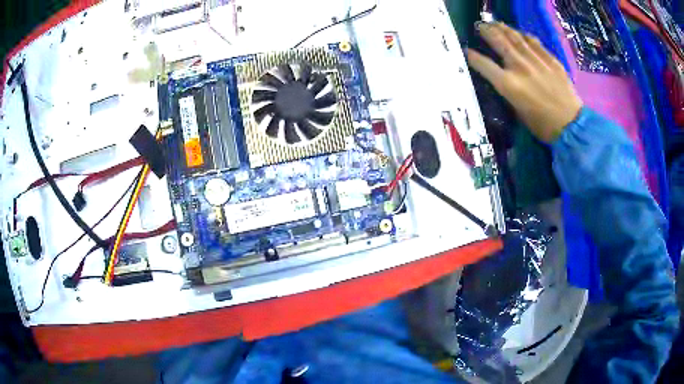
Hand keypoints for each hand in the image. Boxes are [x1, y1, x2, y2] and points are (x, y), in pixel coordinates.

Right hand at [467, 22, 582, 142]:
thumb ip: (509, 91)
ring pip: (515, 37)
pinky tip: (520, 33)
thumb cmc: (543, 126)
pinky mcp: (551, 60)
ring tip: (496, 24)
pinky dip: (525, 36)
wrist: (571, 126)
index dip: (472, 56)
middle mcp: (520, 67)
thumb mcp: (518, 112)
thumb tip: (502, 78)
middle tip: (481, 26)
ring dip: (503, 28)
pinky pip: (534, 42)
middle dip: (486, 31)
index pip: (483, 64)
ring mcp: (536, 61)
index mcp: (508, 85)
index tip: (467, 50)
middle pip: (499, 41)